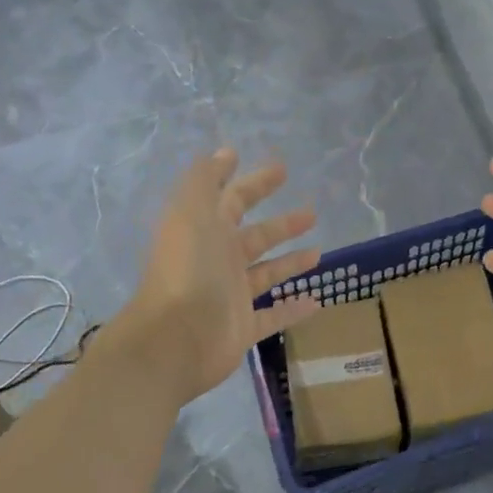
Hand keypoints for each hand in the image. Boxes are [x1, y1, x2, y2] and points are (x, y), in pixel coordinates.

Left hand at [119, 148, 322, 406]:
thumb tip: (226, 152)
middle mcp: (218, 260)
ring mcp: (231, 295)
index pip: (234, 199)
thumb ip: (206, 179)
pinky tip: (317, 301)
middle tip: (312, 212)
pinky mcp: (242, 327)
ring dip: (291, 262)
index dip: (255, 183)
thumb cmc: (188, 270)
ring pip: (267, 273)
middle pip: (255, 236)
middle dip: (282, 223)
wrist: (173, 340)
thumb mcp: (192, 212)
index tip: (282, 169)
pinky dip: (293, 309)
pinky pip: (273, 315)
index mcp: (206, 230)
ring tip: (319, 252)